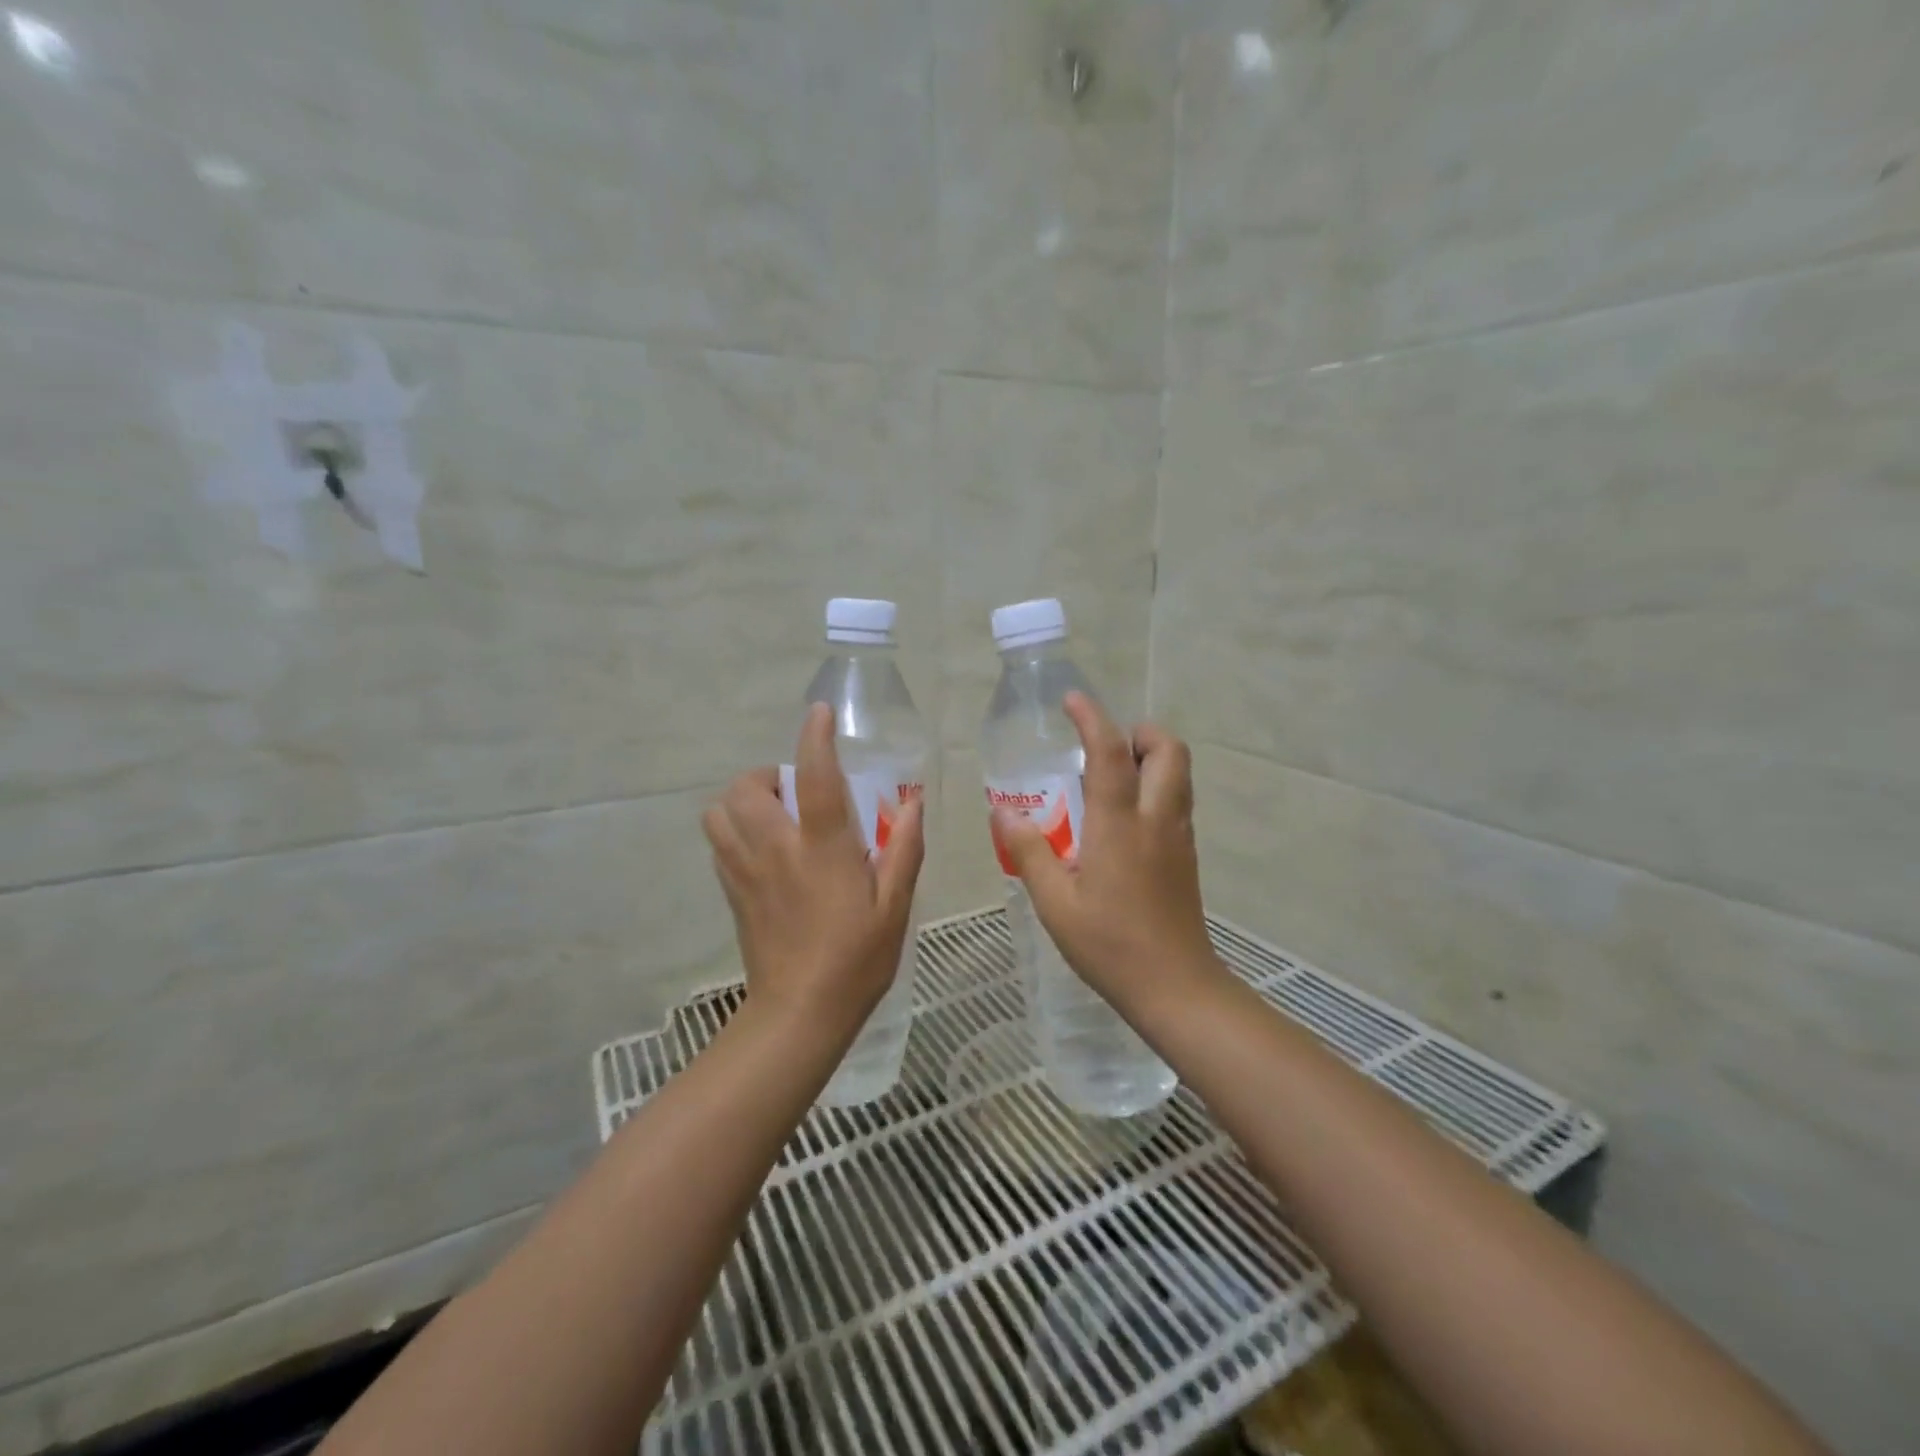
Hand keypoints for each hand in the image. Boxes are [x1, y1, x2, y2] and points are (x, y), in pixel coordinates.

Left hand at [703, 704, 924, 1034]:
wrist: (800, 1013)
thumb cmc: (857, 959)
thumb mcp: (895, 906)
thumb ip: (905, 850)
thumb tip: (914, 803)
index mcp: (823, 849)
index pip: (815, 778)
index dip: (815, 738)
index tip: (819, 713)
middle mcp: (777, 850)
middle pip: (748, 788)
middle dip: (767, 774)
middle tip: (795, 790)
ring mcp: (747, 871)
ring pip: (720, 812)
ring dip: (742, 800)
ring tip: (774, 815)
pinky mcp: (732, 892)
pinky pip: (718, 843)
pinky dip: (733, 830)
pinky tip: (762, 849)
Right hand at [991, 693, 1221, 1015]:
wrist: (1176, 987)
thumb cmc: (1109, 944)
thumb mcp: (1055, 903)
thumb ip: (1029, 852)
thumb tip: (1003, 812)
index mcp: (1119, 824)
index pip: (1110, 752)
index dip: (1092, 717)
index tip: (1072, 700)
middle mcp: (1156, 819)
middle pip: (1168, 750)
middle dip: (1140, 732)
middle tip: (1103, 747)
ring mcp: (1178, 837)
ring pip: (1179, 774)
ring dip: (1151, 758)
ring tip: (1109, 778)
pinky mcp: (1186, 856)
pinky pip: (1177, 801)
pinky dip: (1156, 787)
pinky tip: (1123, 820)